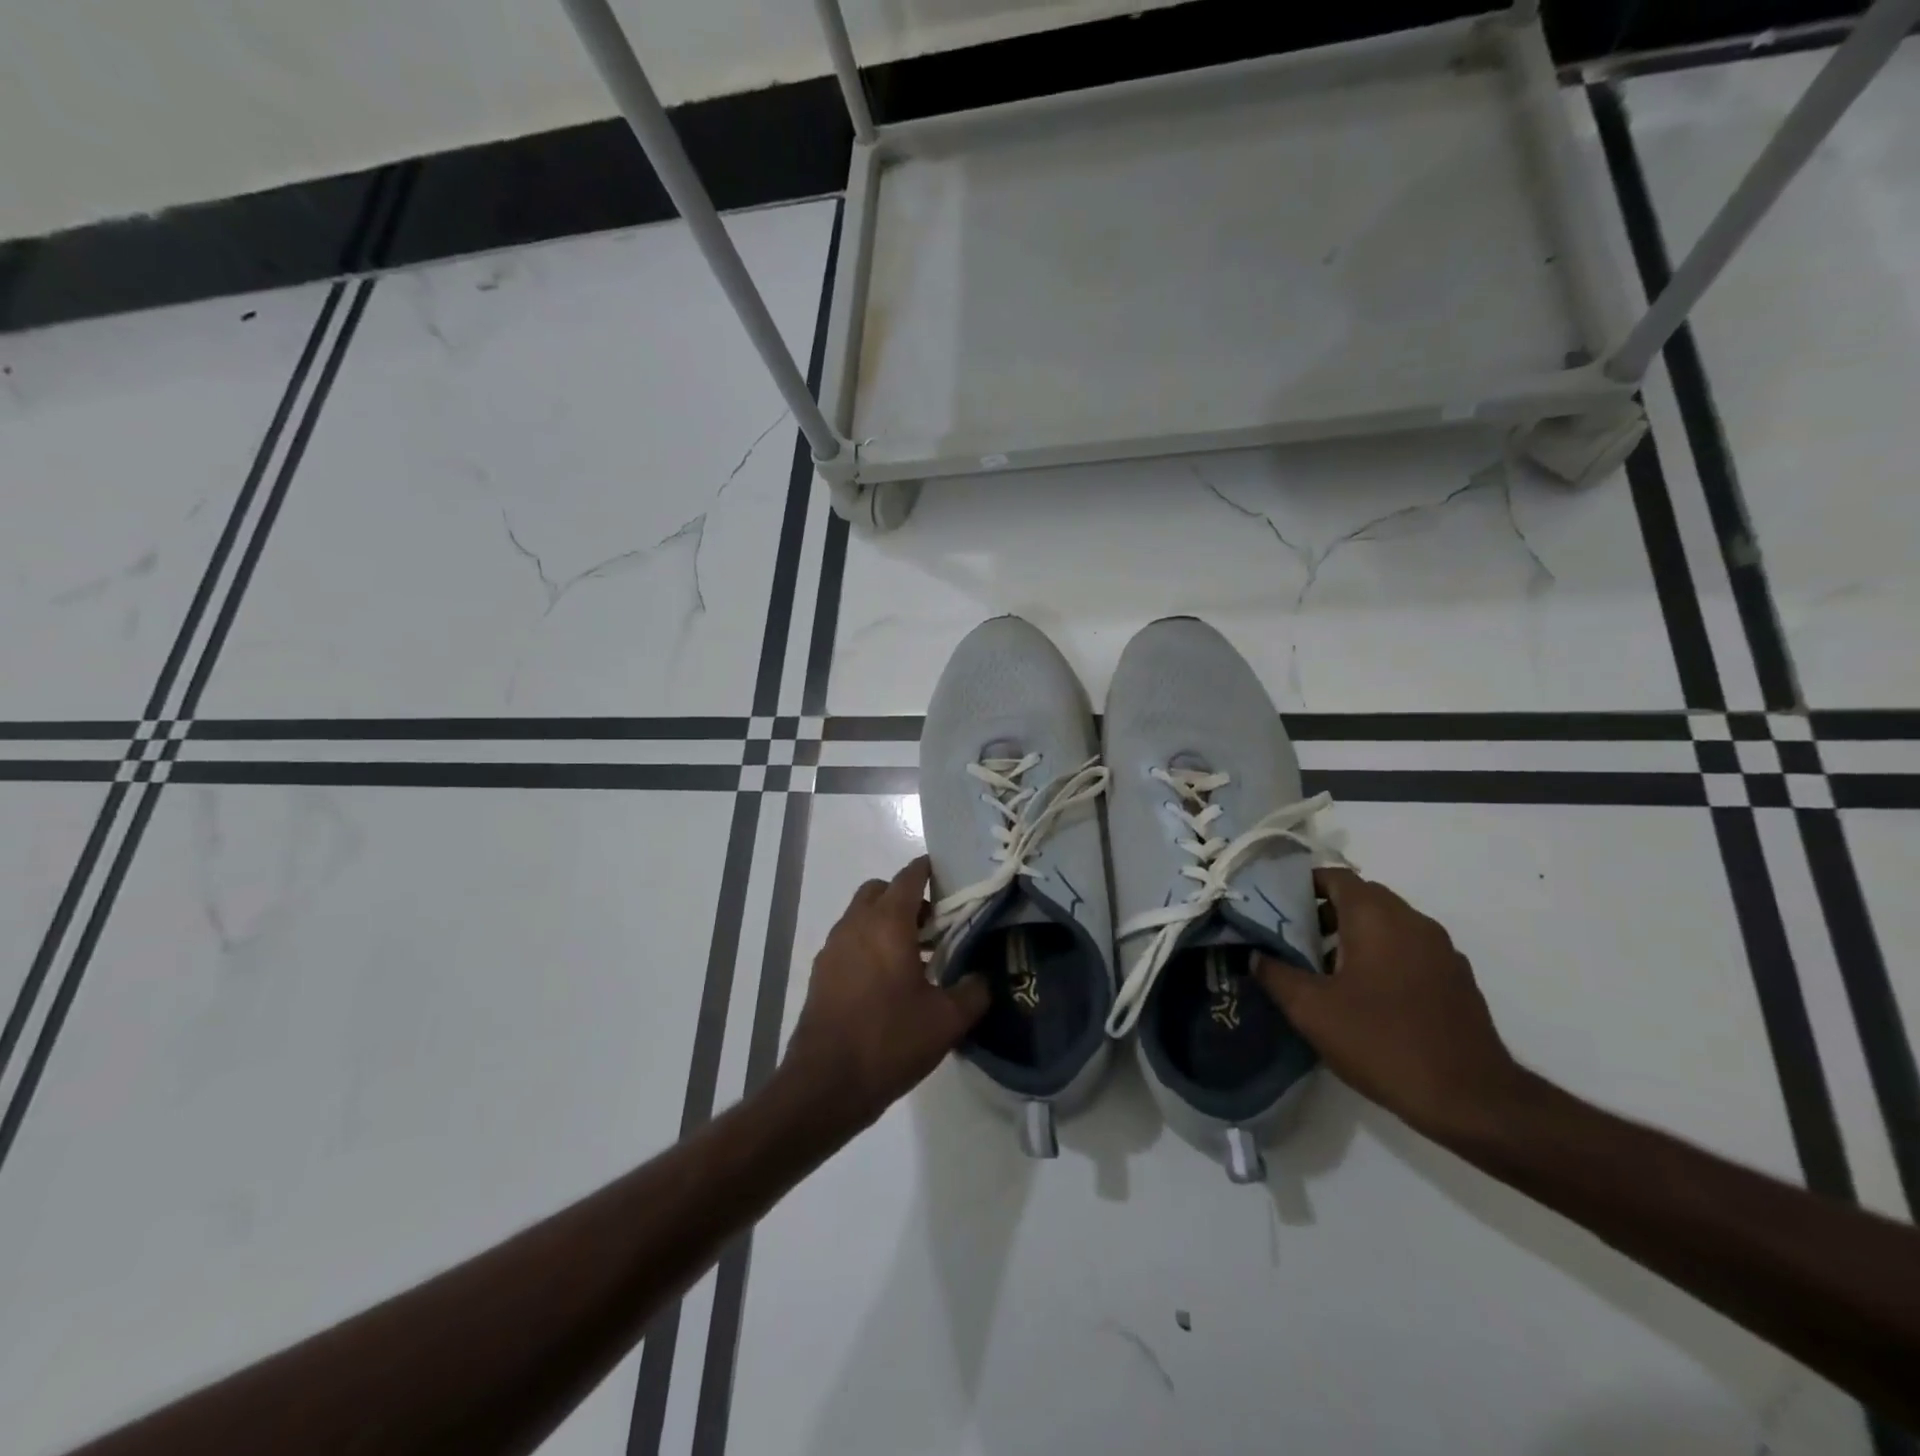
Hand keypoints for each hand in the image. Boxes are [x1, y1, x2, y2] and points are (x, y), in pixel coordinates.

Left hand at [780, 857, 989, 1132]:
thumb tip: (984, 978)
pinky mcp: (821, 973)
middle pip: (880, 890)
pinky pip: (849, 942)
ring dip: (886, 922)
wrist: (825, 1085)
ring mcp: (833, 948)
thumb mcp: (947, 1020)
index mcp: (887, 923)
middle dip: (906, 897)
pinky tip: (888, 982)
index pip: (908, 877)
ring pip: (861, 916)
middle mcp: (855, 925)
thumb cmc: (889, 1041)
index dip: (929, 870)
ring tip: (915, 957)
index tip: (949, 876)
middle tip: (934, 924)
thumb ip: (973, 991)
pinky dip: (869, 945)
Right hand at [1256, 867, 1529, 1142]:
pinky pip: (1409, 949)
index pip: (1334, 876)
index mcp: (1377, 916)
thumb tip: (1254, 954)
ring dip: (1354, 934)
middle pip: (1362, 897)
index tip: (1275, 906)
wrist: (1471, 1099)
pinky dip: (1383, 955)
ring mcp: (1441, 949)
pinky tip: (1366, 994)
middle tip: (1293, 939)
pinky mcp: (1456, 978)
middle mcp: (1413, 921)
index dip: (1301, 885)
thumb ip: (1275, 974)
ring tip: (1324, 969)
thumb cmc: (1382, 1042)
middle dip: (1324, 911)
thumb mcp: (1311, 1010)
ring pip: (1387, 923)